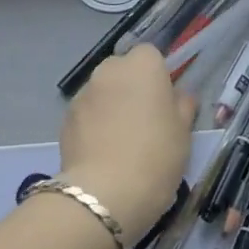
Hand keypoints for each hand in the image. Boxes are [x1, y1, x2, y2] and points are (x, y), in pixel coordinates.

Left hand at [59, 45, 195, 239]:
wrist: (106, 193)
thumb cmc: (156, 156)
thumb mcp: (183, 133)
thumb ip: (182, 106)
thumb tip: (179, 96)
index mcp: (142, 66)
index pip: (150, 55)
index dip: (158, 75)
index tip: (164, 101)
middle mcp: (108, 71)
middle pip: (122, 70)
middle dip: (131, 87)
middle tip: (144, 120)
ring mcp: (82, 94)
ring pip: (102, 91)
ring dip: (110, 105)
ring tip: (121, 140)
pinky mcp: (65, 119)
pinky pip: (86, 113)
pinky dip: (93, 124)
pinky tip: (102, 152)